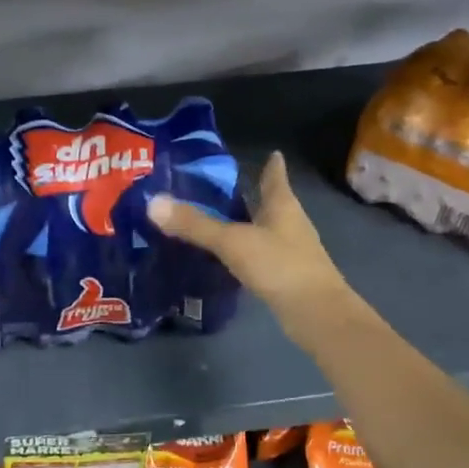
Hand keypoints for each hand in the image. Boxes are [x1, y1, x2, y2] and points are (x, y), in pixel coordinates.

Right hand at [146, 152, 354, 338]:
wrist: (316, 314)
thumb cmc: (280, 266)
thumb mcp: (233, 242)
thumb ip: (195, 224)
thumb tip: (153, 203)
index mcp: (282, 206)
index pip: (276, 178)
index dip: (272, 165)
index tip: (270, 153)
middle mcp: (289, 224)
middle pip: (270, 203)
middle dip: (251, 194)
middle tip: (222, 187)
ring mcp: (290, 252)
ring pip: (265, 230)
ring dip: (247, 224)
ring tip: (219, 219)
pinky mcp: (285, 277)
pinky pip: (261, 256)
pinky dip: (246, 251)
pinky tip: (228, 257)